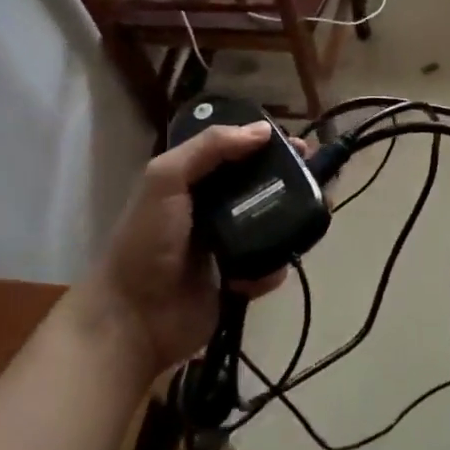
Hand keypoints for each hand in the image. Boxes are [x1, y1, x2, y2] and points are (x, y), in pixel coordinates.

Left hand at [74, 121, 289, 379]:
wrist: (133, 319)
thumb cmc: (146, 242)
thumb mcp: (165, 179)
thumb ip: (209, 148)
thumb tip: (262, 130)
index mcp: (194, 181)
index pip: (237, 153)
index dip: (267, 145)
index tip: (297, 144)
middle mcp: (214, 209)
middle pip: (261, 186)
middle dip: (290, 181)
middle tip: (316, 179)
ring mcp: (227, 246)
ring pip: (273, 224)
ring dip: (292, 222)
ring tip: (313, 217)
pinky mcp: (238, 281)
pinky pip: (270, 265)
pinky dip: (274, 265)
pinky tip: (267, 267)